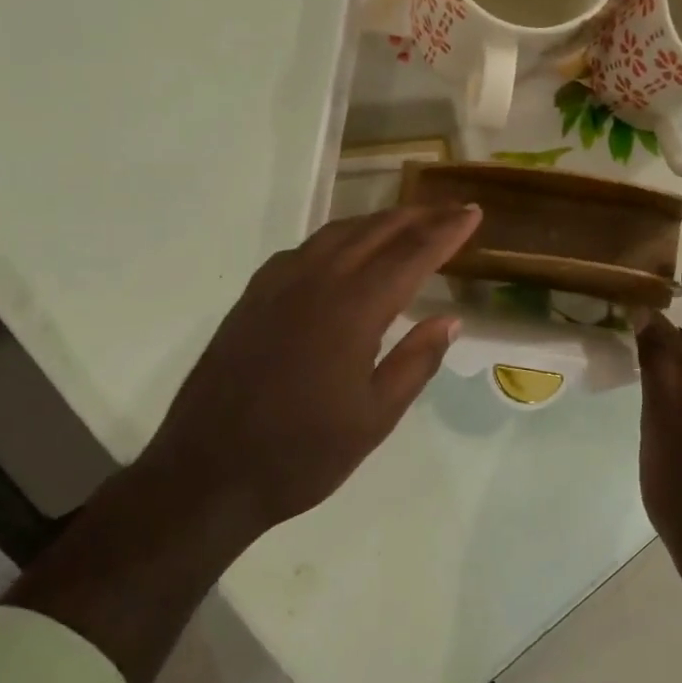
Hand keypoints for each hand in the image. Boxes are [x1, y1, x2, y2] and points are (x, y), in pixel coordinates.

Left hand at [136, 203, 481, 539]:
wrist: (208, 472)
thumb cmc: (302, 454)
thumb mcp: (374, 418)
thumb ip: (415, 362)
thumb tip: (449, 319)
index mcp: (352, 311)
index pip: (410, 255)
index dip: (445, 232)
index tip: (473, 212)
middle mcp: (314, 283)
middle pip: (374, 233)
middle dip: (417, 217)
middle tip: (450, 210)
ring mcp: (276, 287)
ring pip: (335, 235)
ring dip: (376, 223)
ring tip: (406, 222)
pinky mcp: (251, 299)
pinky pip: (301, 251)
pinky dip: (335, 240)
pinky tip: (342, 252)